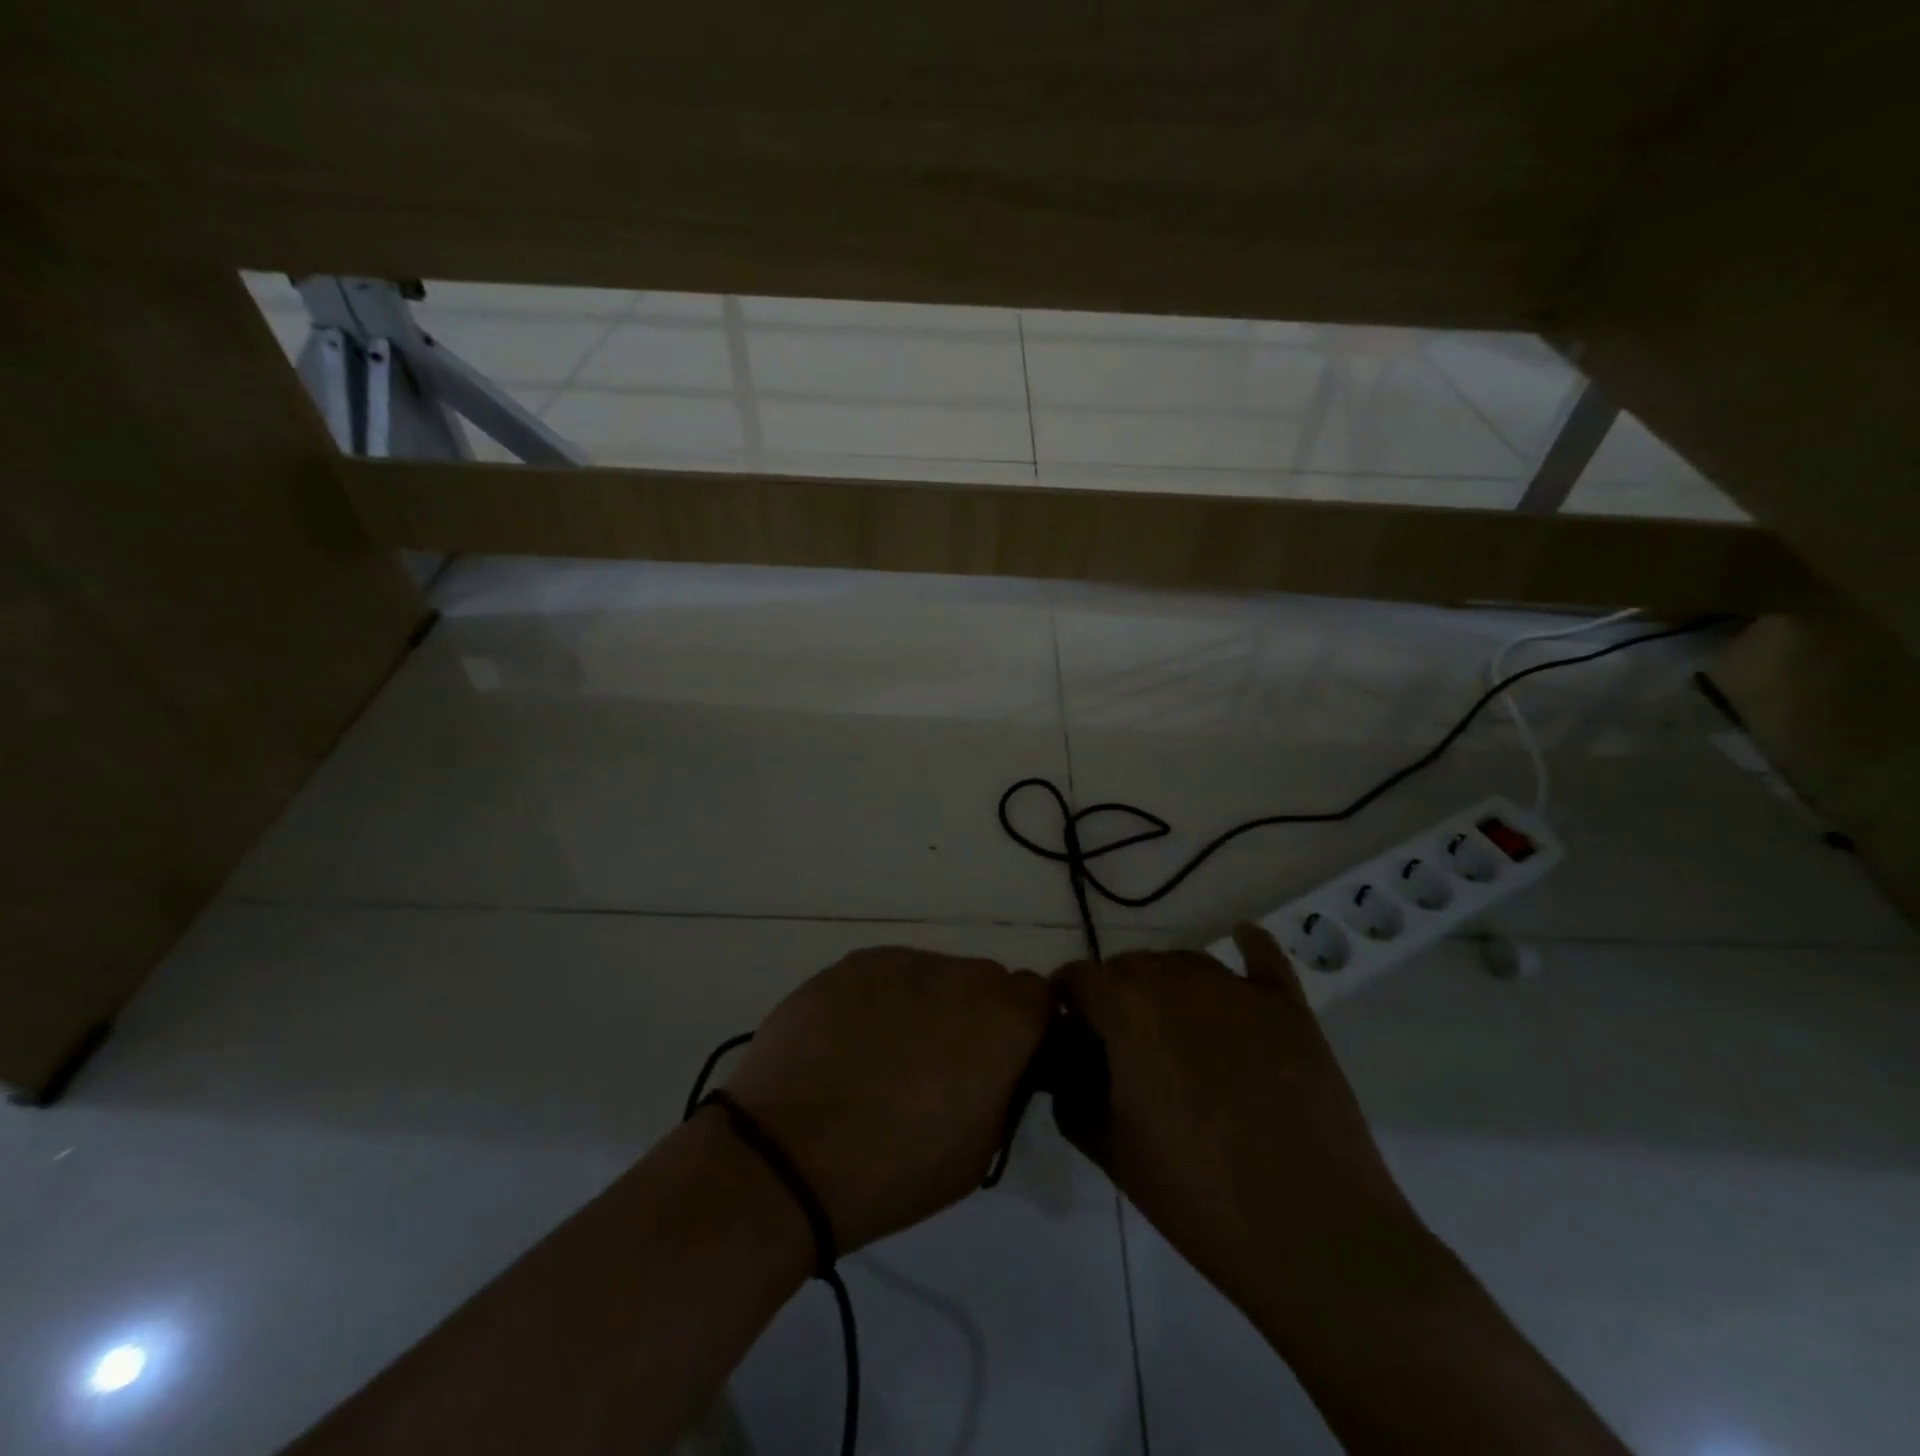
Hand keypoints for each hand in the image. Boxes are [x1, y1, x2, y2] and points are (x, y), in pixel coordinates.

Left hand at [719, 946, 1050, 1253]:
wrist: (787, 1155)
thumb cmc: (896, 1169)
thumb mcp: (980, 1149)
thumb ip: (1006, 1088)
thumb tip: (1000, 1062)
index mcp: (1002, 1020)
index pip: (1040, 996)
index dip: (1024, 1026)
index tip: (1003, 1058)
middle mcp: (959, 975)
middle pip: (985, 980)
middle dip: (976, 1013)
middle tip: (942, 1061)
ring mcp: (902, 961)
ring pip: (934, 973)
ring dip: (927, 1003)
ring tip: (888, 1053)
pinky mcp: (853, 962)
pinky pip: (887, 972)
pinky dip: (882, 997)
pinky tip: (853, 1040)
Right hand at [1053, 925, 1418, 1322]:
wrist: (1311, 1232)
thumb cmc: (1197, 1195)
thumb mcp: (1110, 1151)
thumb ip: (1072, 1098)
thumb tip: (1067, 1069)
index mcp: (1127, 1010)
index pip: (1078, 977)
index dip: (1066, 1003)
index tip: (1071, 1035)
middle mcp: (1177, 981)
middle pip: (1129, 964)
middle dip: (1113, 994)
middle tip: (1122, 1045)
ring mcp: (1237, 989)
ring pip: (1184, 961)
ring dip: (1166, 983)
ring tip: (1173, 1028)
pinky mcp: (1288, 1006)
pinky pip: (1262, 956)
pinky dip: (1246, 947)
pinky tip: (1241, 941)